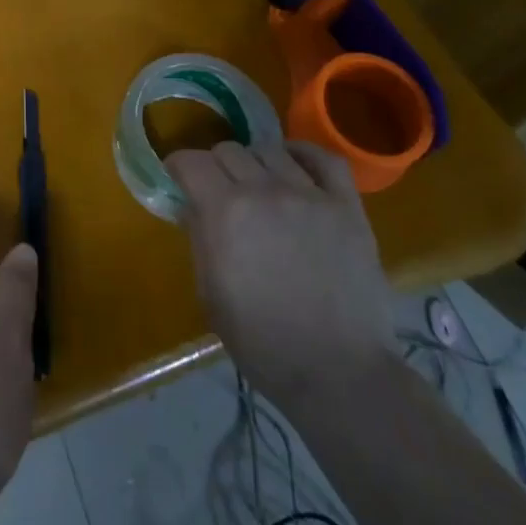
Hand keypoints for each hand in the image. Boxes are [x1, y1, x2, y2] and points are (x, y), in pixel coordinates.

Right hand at [165, 140, 395, 404]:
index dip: (179, 166)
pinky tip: (294, 165)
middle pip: (229, 150)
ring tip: (258, 185)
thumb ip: (198, 238)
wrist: (339, 374)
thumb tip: (191, 205)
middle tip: (218, 190)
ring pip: (270, 150)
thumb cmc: (263, 342)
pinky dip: (303, 154)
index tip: (178, 178)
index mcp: (225, 212)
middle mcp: (264, 190)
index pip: (191, 161)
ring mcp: (309, 195)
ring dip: (255, 163)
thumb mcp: (210, 294)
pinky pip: (324, 158)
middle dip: (215, 166)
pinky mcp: (346, 206)